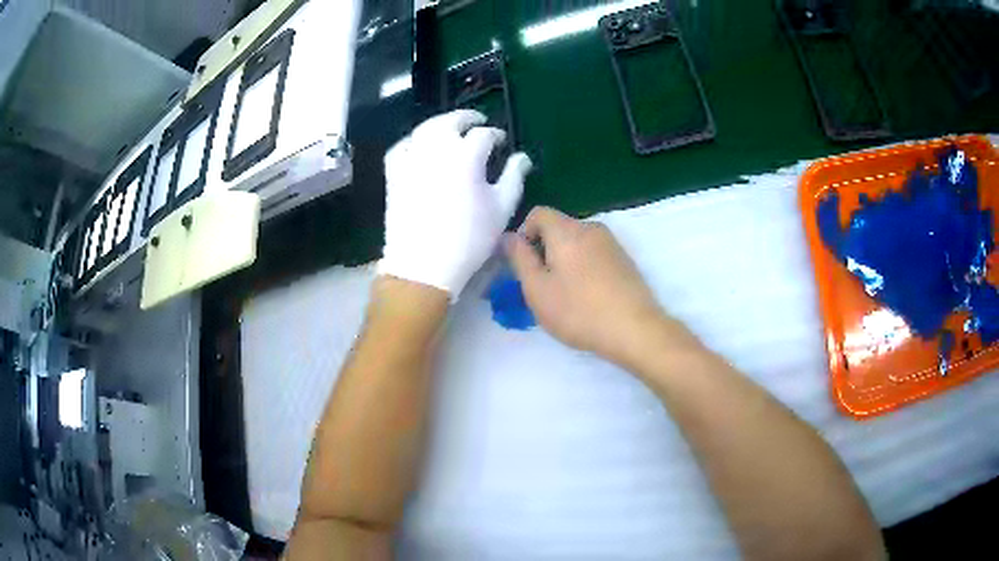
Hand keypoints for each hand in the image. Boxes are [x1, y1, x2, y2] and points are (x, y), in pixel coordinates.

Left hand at [379, 110, 532, 297]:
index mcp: (466, 155)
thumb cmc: (469, 238)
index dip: (495, 135)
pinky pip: (402, 146)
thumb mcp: (502, 208)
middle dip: (467, 117)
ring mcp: (411, 158)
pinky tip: (421, 146)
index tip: (501, 142)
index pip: (484, 134)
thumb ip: (515, 177)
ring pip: (425, 128)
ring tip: (451, 129)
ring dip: (441, 123)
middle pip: (451, 120)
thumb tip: (522, 157)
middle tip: (477, 121)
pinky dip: (414, 141)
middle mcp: (436, 148)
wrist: (424, 264)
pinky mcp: (394, 173)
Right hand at [505, 207, 692, 365]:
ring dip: (564, 261)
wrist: (635, 329)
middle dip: (544, 251)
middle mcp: (591, 228)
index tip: (525, 265)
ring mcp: (612, 243)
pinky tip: (588, 297)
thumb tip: (510, 237)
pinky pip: (594, 254)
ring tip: (566, 295)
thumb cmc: (579, 311)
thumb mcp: (537, 289)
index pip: (537, 213)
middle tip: (542, 286)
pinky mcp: (625, 260)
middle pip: (558, 228)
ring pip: (577, 243)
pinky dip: (584, 268)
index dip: (524, 234)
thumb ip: (519, 258)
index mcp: (567, 230)